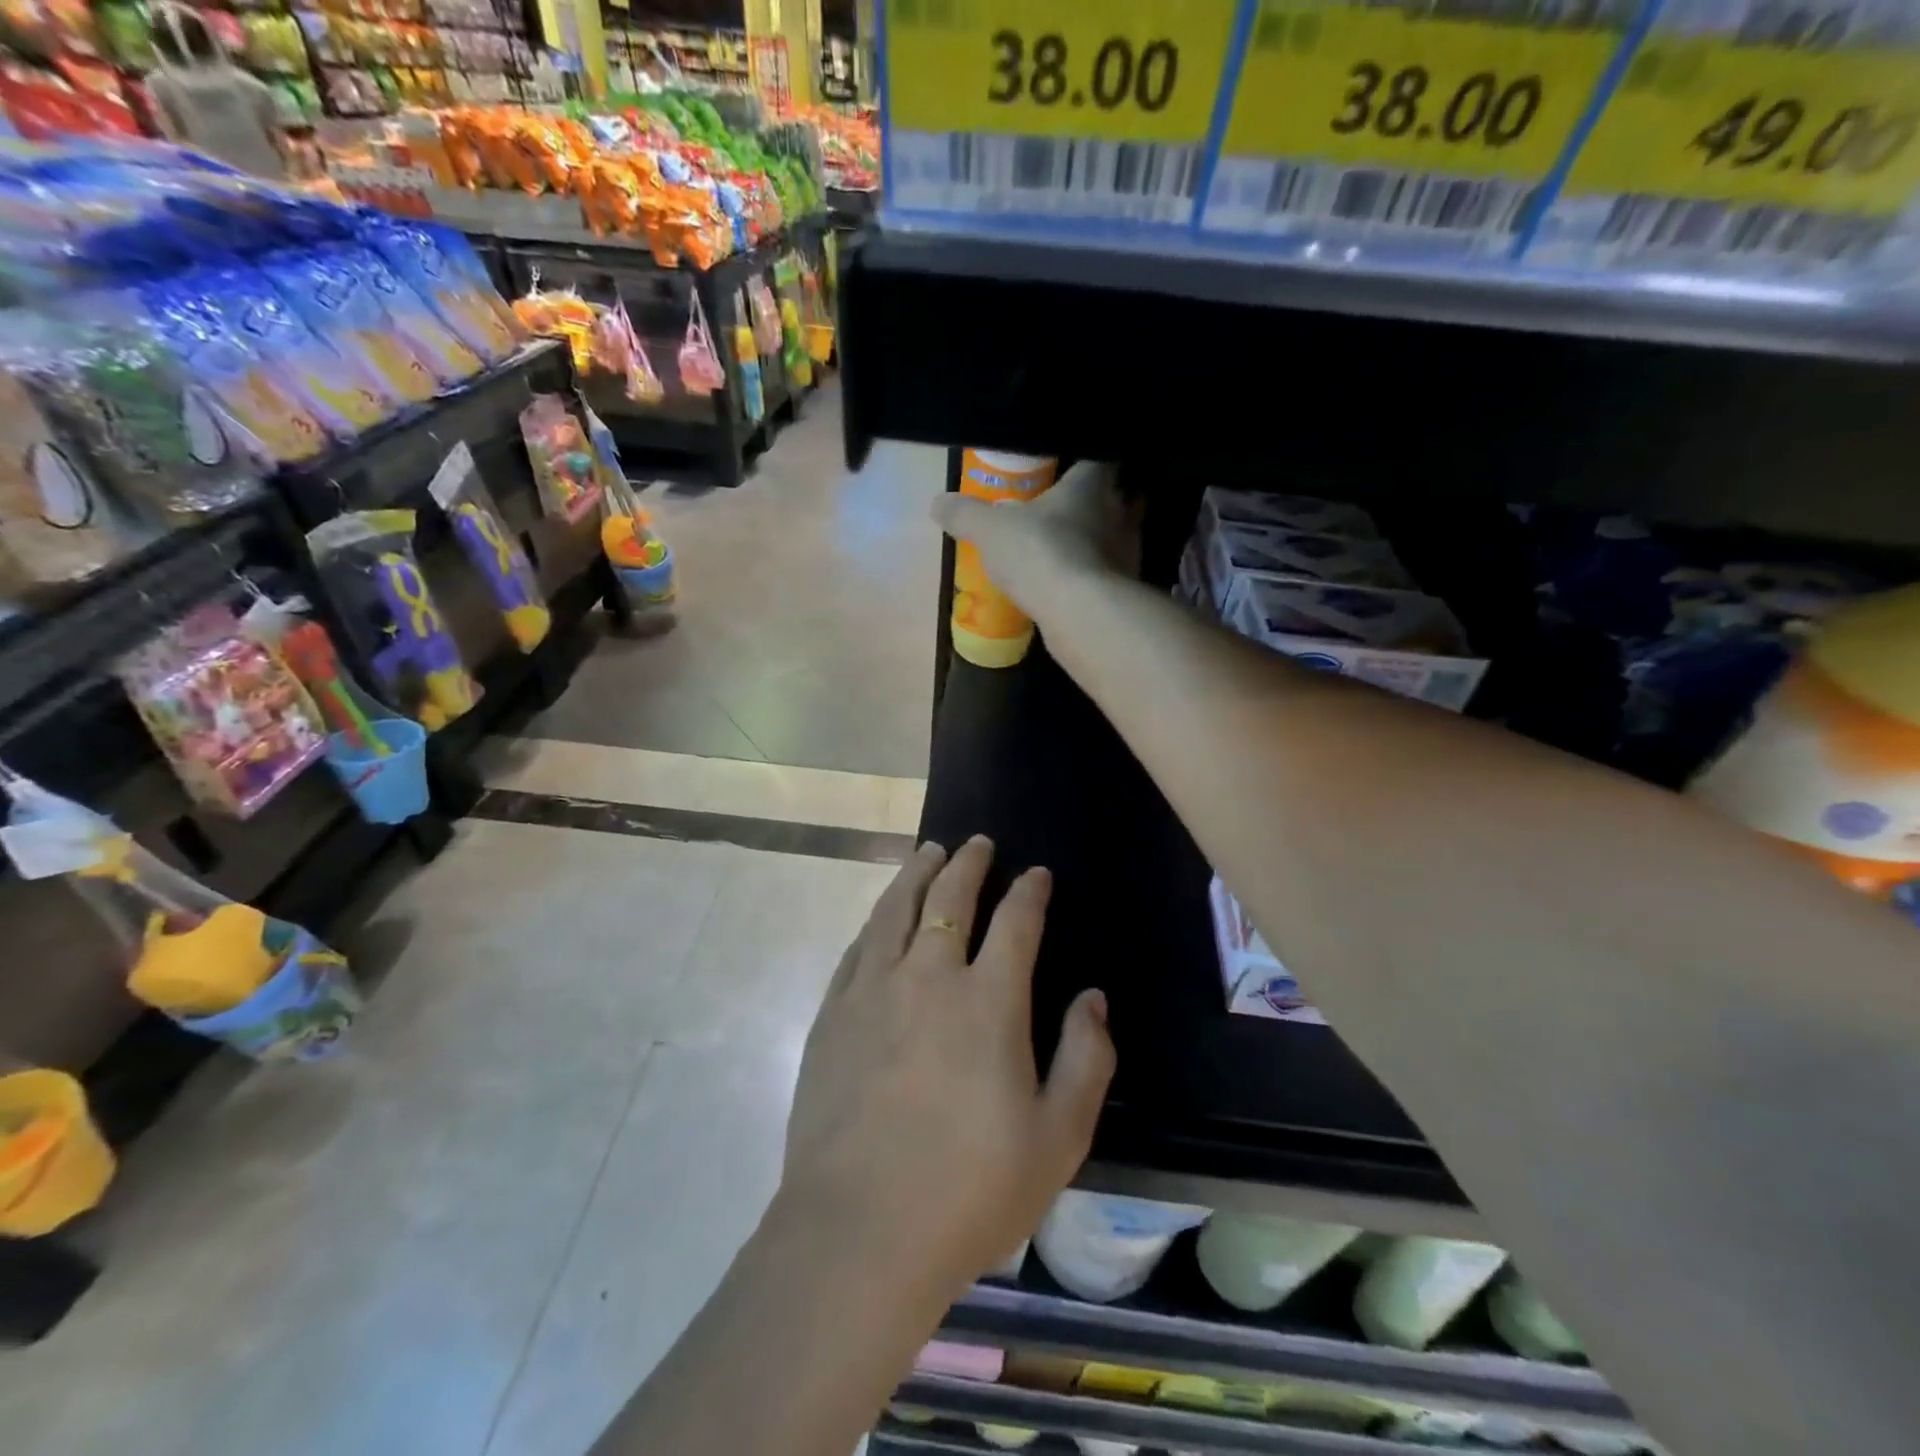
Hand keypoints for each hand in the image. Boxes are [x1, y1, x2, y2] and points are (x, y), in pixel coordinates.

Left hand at [778, 837, 1115, 1299]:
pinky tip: (883, 915)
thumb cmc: (970, 1190)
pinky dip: (878, 919)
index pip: (1015, 922)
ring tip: (928, 852)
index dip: (1029, 892)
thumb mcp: (1058, 1137)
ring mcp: (872, 990)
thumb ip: (1085, 1059)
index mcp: (988, 1001)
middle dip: (968, 864)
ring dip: (916, 874)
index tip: (1037, 874)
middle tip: (977, 843)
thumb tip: (1091, 997)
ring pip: (897, 909)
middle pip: (950, 898)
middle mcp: (929, 977)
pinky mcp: (832, 1014)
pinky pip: (859, 946)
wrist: (859, 1232)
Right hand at [930, 461, 1137, 625]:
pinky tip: (1075, 589)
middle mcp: (1121, 511)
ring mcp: (1130, 552)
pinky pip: (1113, 576)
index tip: (1066, 475)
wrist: (1080, 612)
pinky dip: (1098, 579)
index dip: (1082, 466)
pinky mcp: (1128, 589)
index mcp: (1092, 484)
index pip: (1096, 461)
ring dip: (1099, 544)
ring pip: (1118, 538)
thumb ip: (966, 514)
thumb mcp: (989, 530)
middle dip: (1097, 505)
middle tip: (1069, 515)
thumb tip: (938, 502)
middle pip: (1117, 498)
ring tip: (1071, 554)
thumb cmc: (1039, 552)